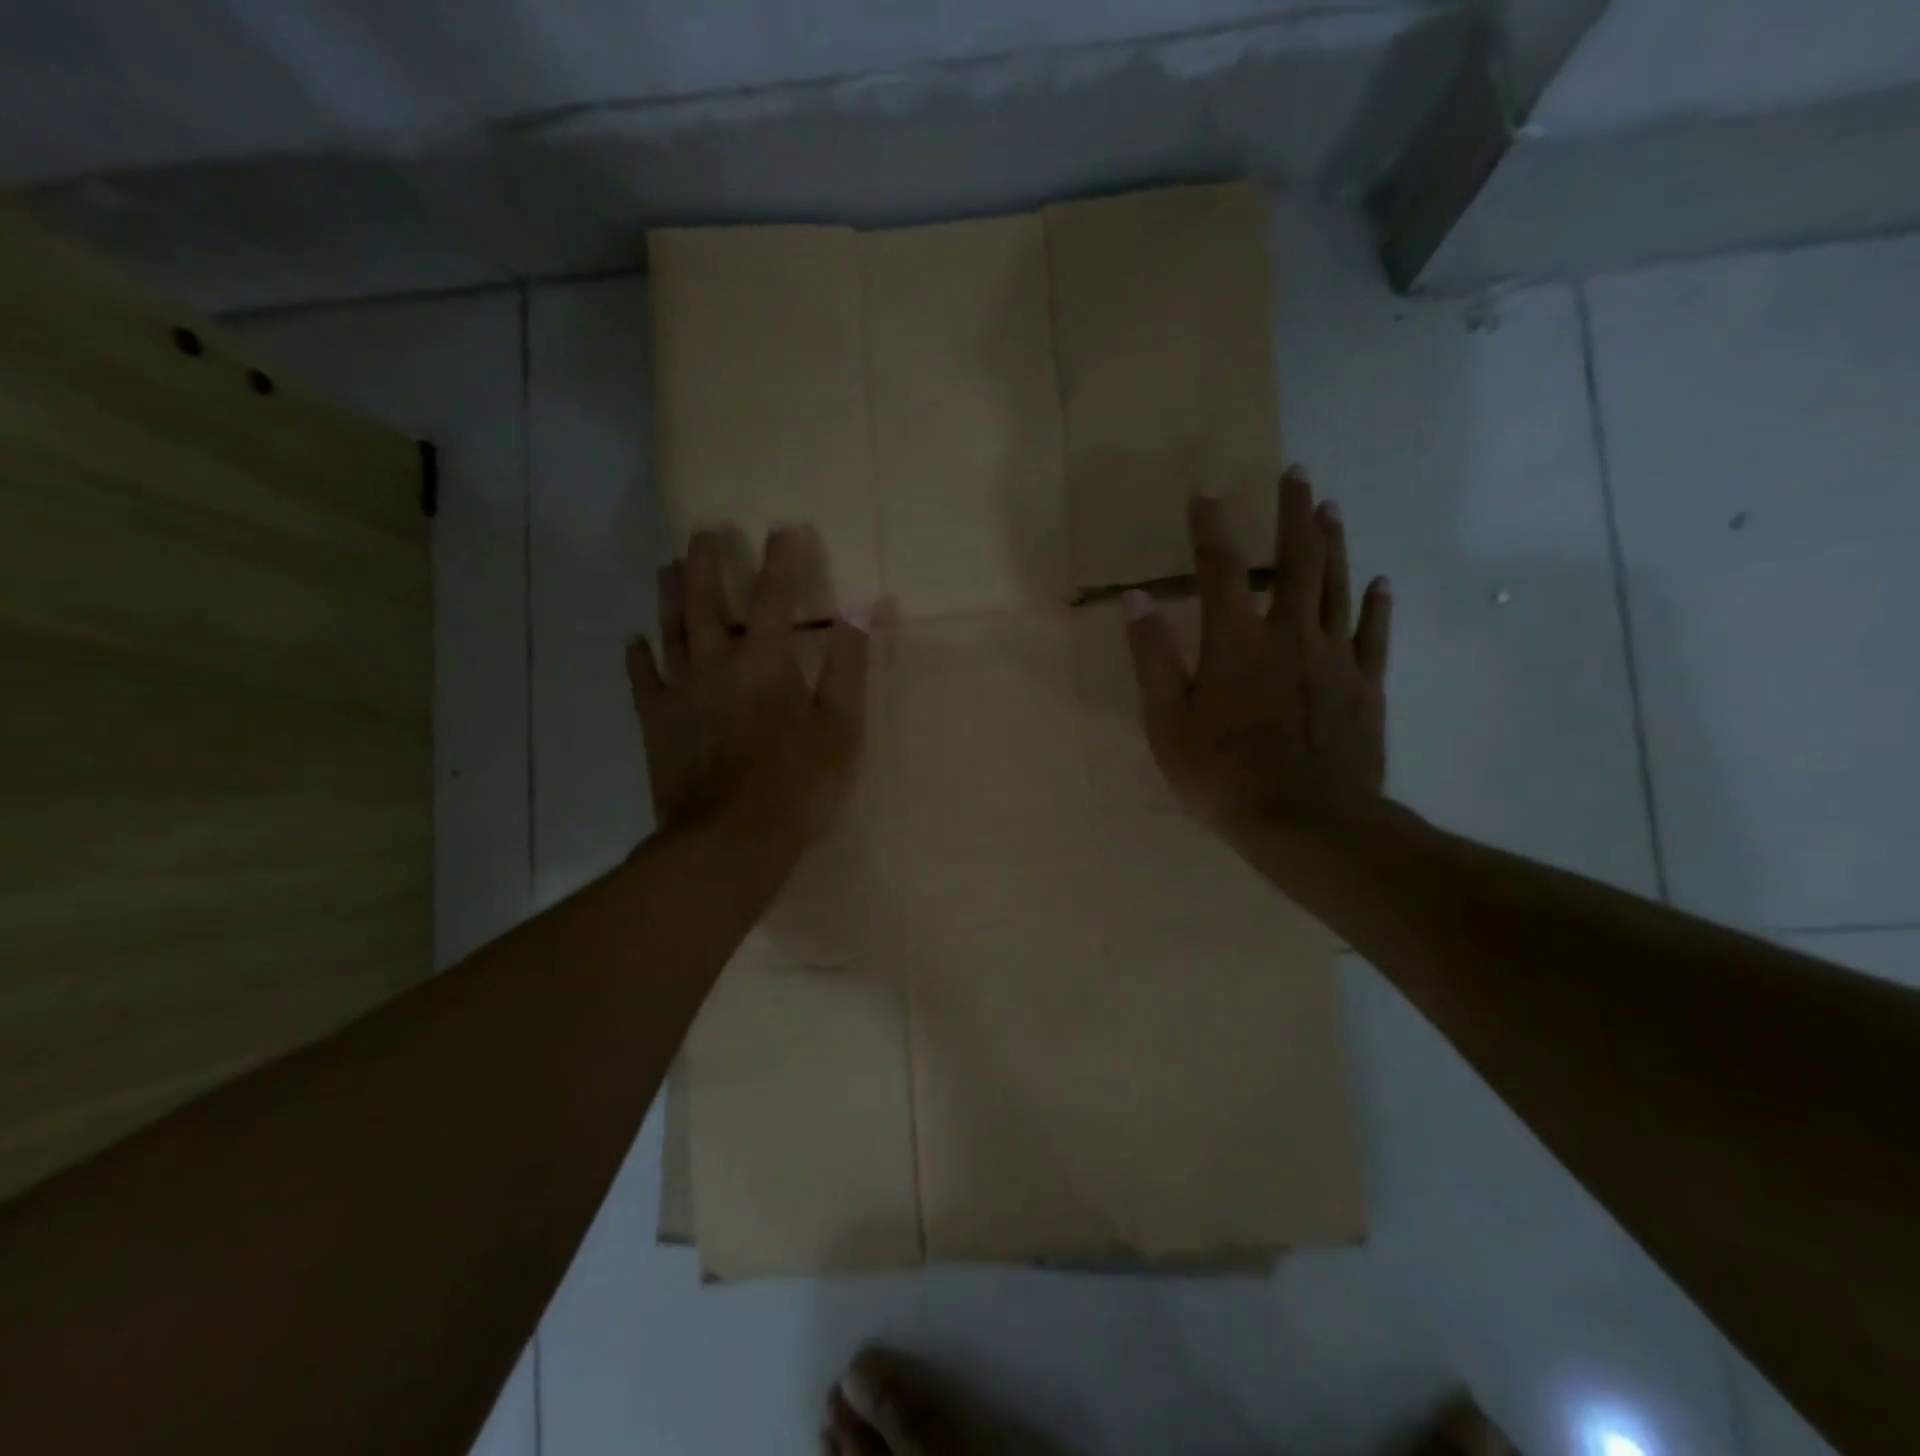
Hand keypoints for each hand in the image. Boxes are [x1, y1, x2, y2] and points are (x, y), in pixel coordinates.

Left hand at [626, 527, 869, 842]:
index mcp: (765, 661)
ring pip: (671, 630)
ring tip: (669, 565)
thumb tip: (863, 610)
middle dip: (709, 561)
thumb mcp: (841, 727)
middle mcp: (716, 662)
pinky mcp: (657, 722)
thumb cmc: (798, 783)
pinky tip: (633, 640)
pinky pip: (643, 680)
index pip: (775, 596)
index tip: (785, 527)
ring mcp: (680, 691)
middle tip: (705, 530)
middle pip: (708, 600)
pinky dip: (637, 658)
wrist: (730, 839)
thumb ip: (848, 666)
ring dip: (671, 594)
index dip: (783, 559)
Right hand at [1125, 467, 1391, 837]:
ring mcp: (1334, 659)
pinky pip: (1374, 636)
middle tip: (1297, 473)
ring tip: (1331, 509)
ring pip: (1337, 587)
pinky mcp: (1365, 688)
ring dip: (1334, 544)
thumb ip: (1152, 657)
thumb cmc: (1223, 774)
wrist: (1305, 821)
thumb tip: (1137, 598)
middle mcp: (1289, 635)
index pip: (1221, 569)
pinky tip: (1381, 582)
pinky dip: (1377, 606)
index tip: (1206, 495)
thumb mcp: (1166, 721)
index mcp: (1236, 642)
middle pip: (1296, 561)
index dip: (1212, 529)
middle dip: (1294, 514)